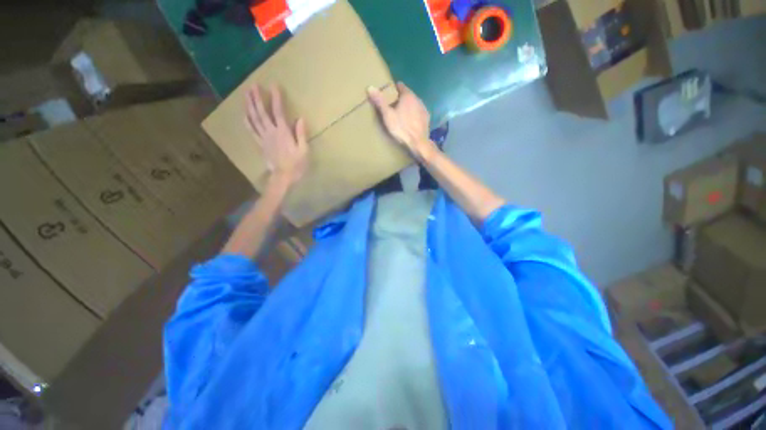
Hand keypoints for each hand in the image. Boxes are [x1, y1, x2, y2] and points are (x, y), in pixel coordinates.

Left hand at [246, 85, 308, 185]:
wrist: (283, 177)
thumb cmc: (296, 165)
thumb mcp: (304, 151)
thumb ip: (301, 134)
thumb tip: (300, 118)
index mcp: (283, 133)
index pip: (278, 112)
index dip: (276, 98)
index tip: (274, 85)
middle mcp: (271, 132)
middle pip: (262, 112)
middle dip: (257, 98)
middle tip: (252, 85)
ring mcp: (263, 138)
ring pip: (254, 119)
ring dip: (249, 106)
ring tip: (246, 94)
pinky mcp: (260, 144)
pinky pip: (251, 131)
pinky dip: (247, 122)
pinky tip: (244, 114)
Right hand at [368, 82, 436, 161]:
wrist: (418, 142)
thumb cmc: (401, 128)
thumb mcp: (388, 115)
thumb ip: (380, 101)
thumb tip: (370, 87)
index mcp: (407, 96)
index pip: (400, 86)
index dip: (394, 89)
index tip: (389, 95)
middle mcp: (417, 99)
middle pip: (408, 95)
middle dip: (401, 99)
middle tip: (393, 107)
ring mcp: (423, 108)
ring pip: (414, 104)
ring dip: (409, 107)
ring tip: (402, 115)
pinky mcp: (427, 118)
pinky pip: (419, 112)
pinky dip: (415, 115)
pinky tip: (411, 122)